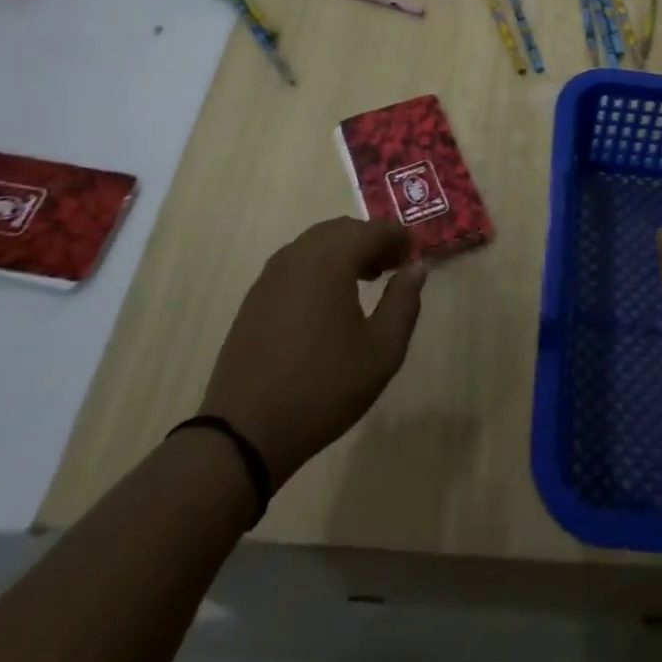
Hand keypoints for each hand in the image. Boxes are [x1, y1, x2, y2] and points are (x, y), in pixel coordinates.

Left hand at [201, 218, 425, 485]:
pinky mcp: (256, 295)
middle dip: (372, 241)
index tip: (416, 256)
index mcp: (331, 258)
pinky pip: (296, 263)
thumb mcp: (382, 350)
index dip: (400, 237)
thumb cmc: (323, 387)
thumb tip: (416, 268)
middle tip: (393, 267)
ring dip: (345, 252)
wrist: (244, 431)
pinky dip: (320, 267)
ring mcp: (272, 273)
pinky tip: (328, 302)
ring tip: (365, 282)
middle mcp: (299, 254)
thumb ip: (404, 302)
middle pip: (343, 230)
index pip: (374, 230)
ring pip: (317, 244)